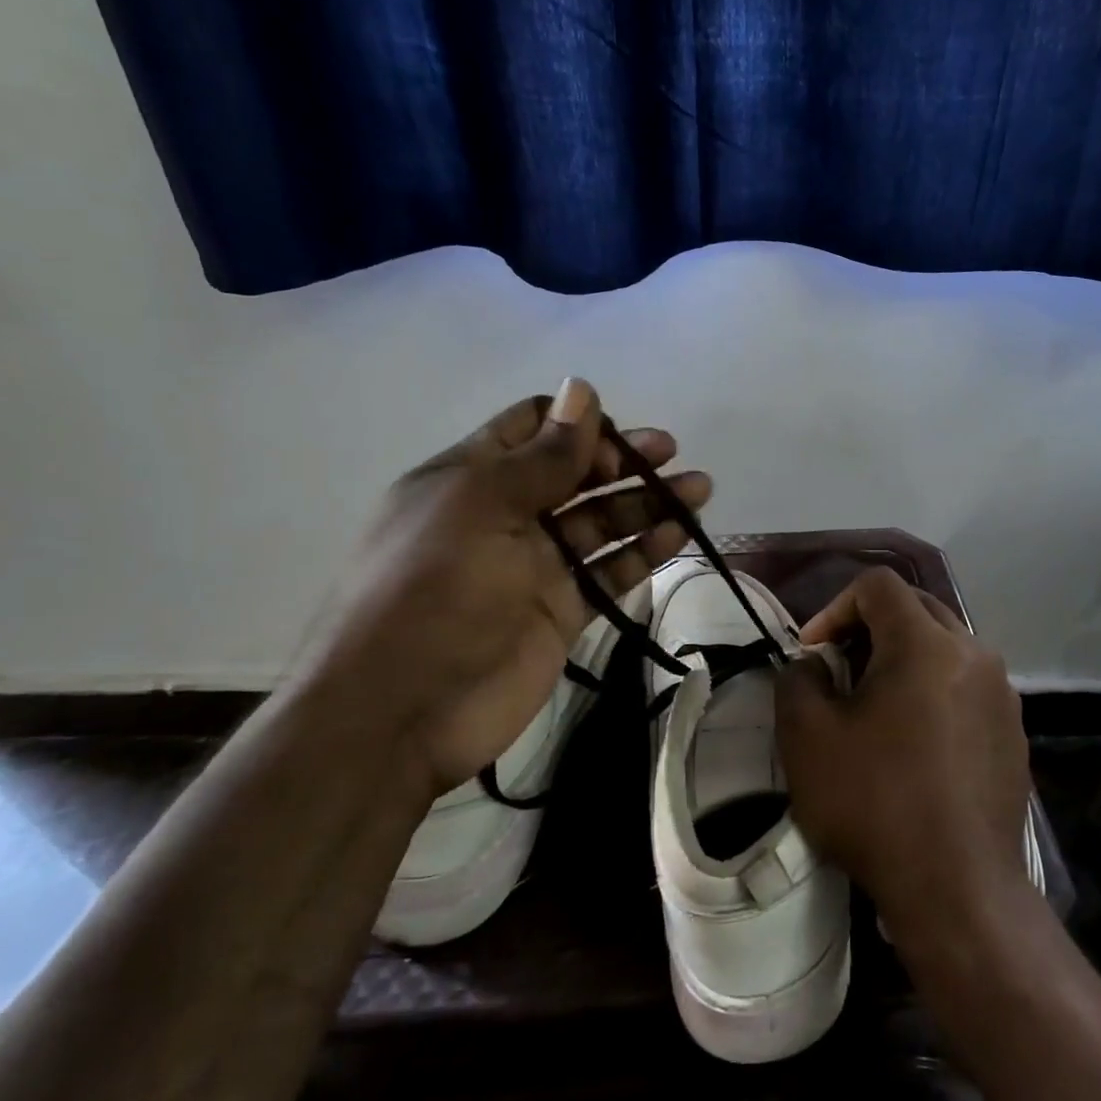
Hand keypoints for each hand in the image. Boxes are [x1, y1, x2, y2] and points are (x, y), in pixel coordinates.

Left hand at [292, 378, 709, 793]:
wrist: (401, 712)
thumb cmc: (432, 592)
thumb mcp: (482, 507)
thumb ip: (543, 456)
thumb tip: (581, 387)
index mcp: (471, 479)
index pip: (530, 430)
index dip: (577, 424)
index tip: (617, 437)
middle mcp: (505, 516)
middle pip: (575, 474)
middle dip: (622, 460)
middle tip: (670, 454)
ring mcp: (535, 566)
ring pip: (601, 522)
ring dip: (647, 503)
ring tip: (699, 489)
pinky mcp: (561, 610)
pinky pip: (609, 571)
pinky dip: (643, 551)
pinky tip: (677, 534)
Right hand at [775, 567, 1029, 943]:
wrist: (958, 890)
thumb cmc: (875, 804)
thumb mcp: (807, 738)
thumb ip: (797, 680)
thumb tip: (813, 665)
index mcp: (926, 643)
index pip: (878, 585)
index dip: (835, 606)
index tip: (813, 651)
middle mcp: (974, 654)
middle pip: (916, 608)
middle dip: (870, 628)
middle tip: (839, 671)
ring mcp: (1002, 695)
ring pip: (945, 647)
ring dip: (903, 659)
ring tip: (874, 706)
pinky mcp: (1013, 732)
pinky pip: (967, 686)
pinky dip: (933, 691)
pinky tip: (914, 742)